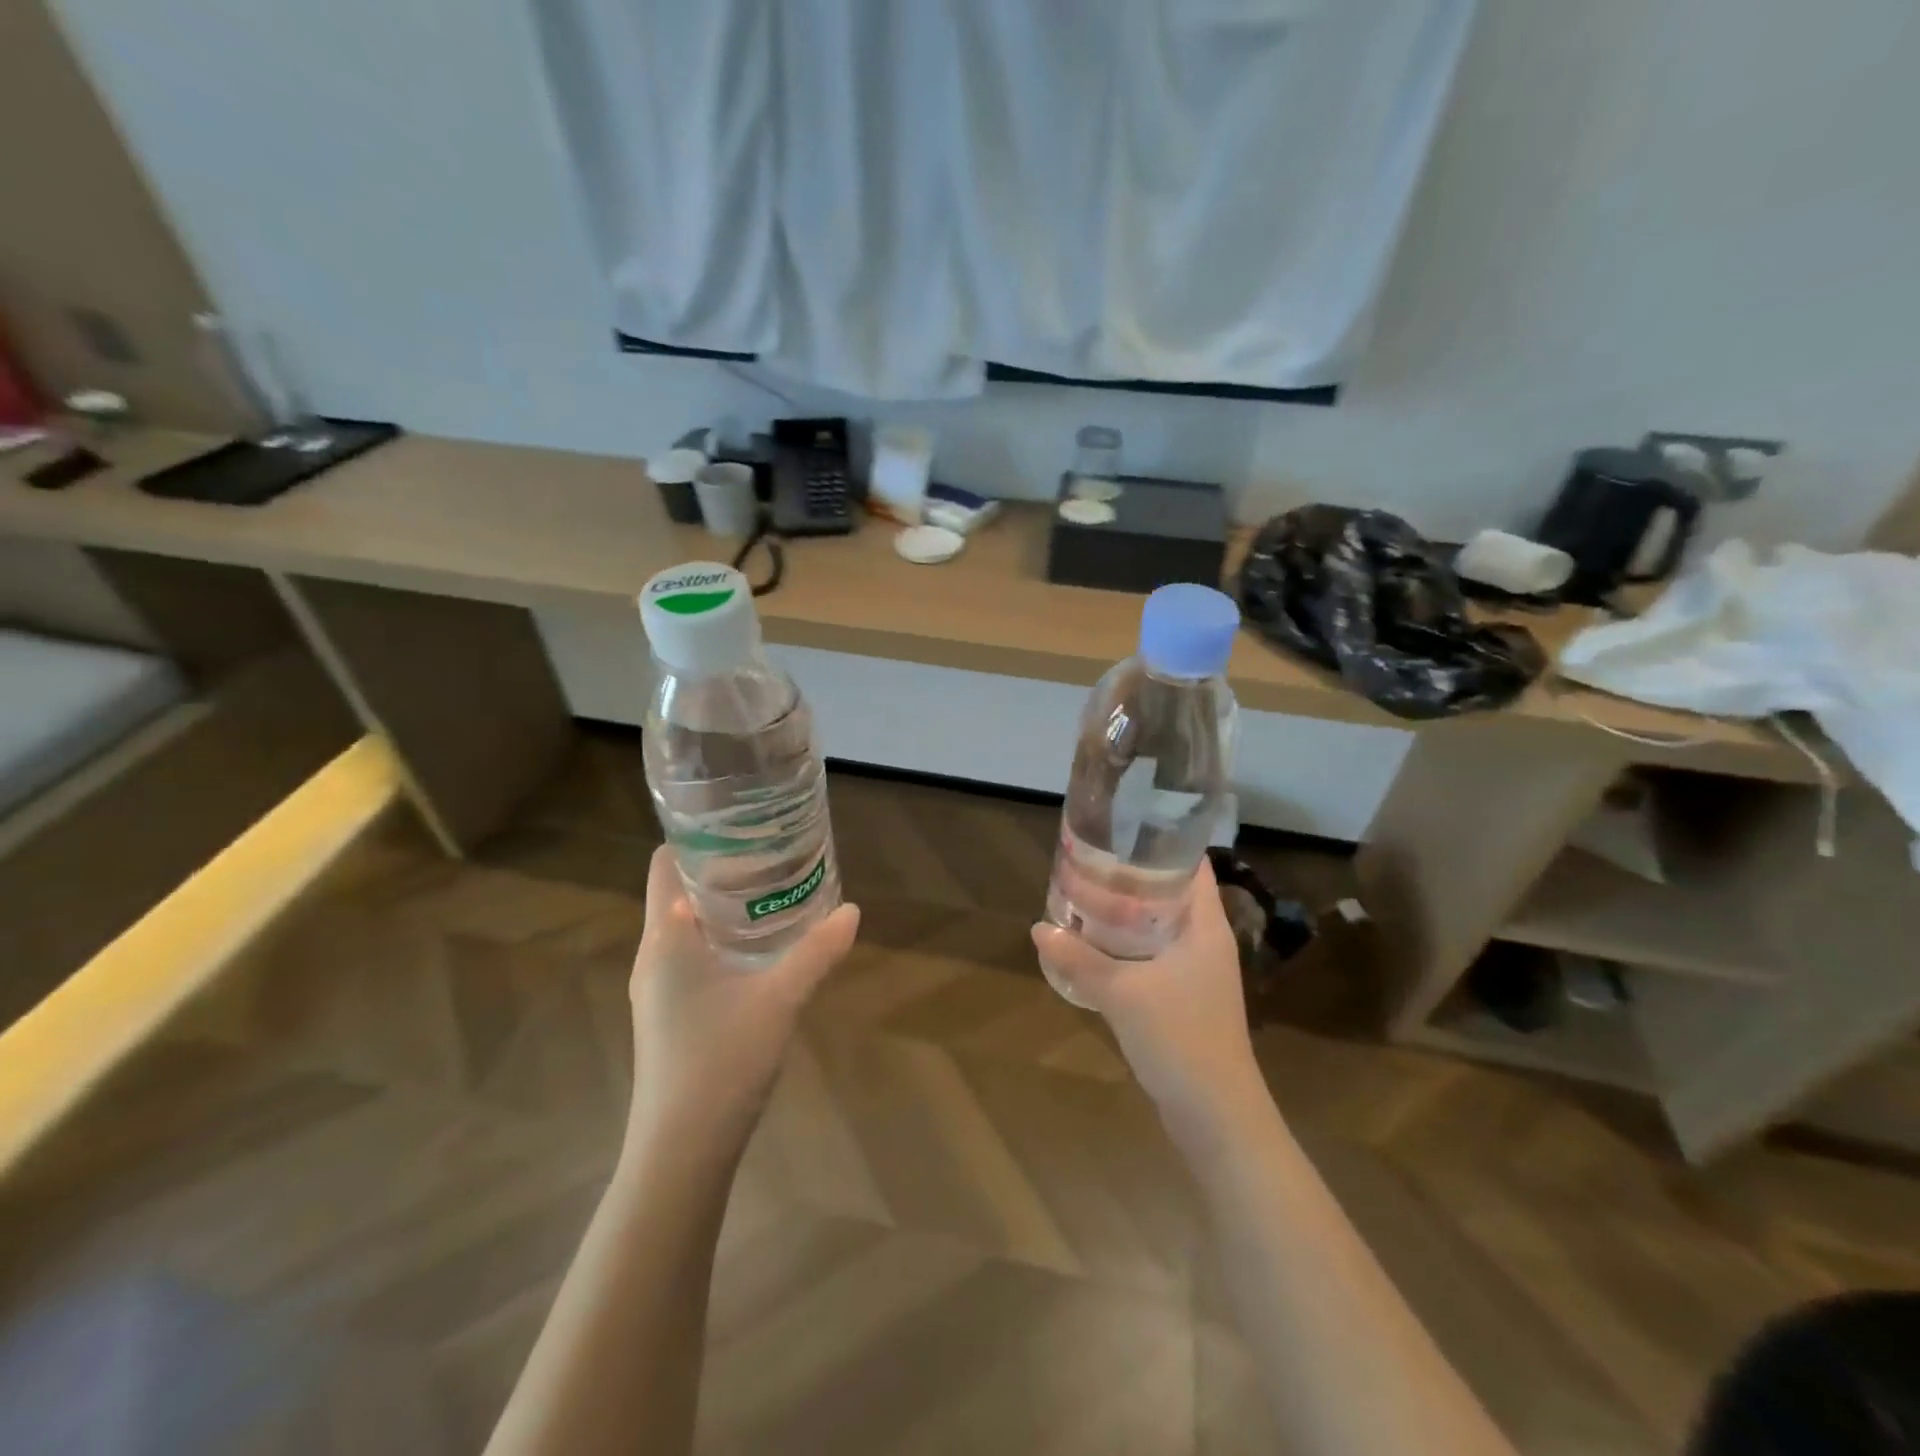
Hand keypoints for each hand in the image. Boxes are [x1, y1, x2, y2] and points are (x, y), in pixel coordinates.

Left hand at [628, 846, 859, 1151]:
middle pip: (677, 892)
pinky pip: (691, 957)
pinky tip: (761, 949)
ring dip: (722, 907)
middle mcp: (653, 956)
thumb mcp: (780, 999)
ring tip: (771, 890)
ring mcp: (657, 989)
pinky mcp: (669, 1014)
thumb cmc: (720, 1061)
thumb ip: (817, 952)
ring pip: (686, 928)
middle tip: (770, 851)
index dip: (694, 838)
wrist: (681, 1151)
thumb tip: (853, 910)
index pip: (663, 865)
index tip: (738, 823)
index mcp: (665, 939)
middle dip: (720, 870)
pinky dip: (721, 940)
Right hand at [1032, 857, 1262, 1125]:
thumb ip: (1079, 959)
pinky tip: (1095, 949)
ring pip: (1159, 928)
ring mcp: (1197, 973)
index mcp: (1205, 927)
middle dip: (1132, 879)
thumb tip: (1038, 929)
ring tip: (1085, 898)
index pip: (1192, 866)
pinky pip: (1153, 958)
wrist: (1215, 1114)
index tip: (1122, 830)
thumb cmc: (1180, 1038)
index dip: (1162, 843)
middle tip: (1090, 863)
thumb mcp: (1122, 993)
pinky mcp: (1184, 999)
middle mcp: (1206, 942)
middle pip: (1171, 895)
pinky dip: (1128, 947)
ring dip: (1127, 916)